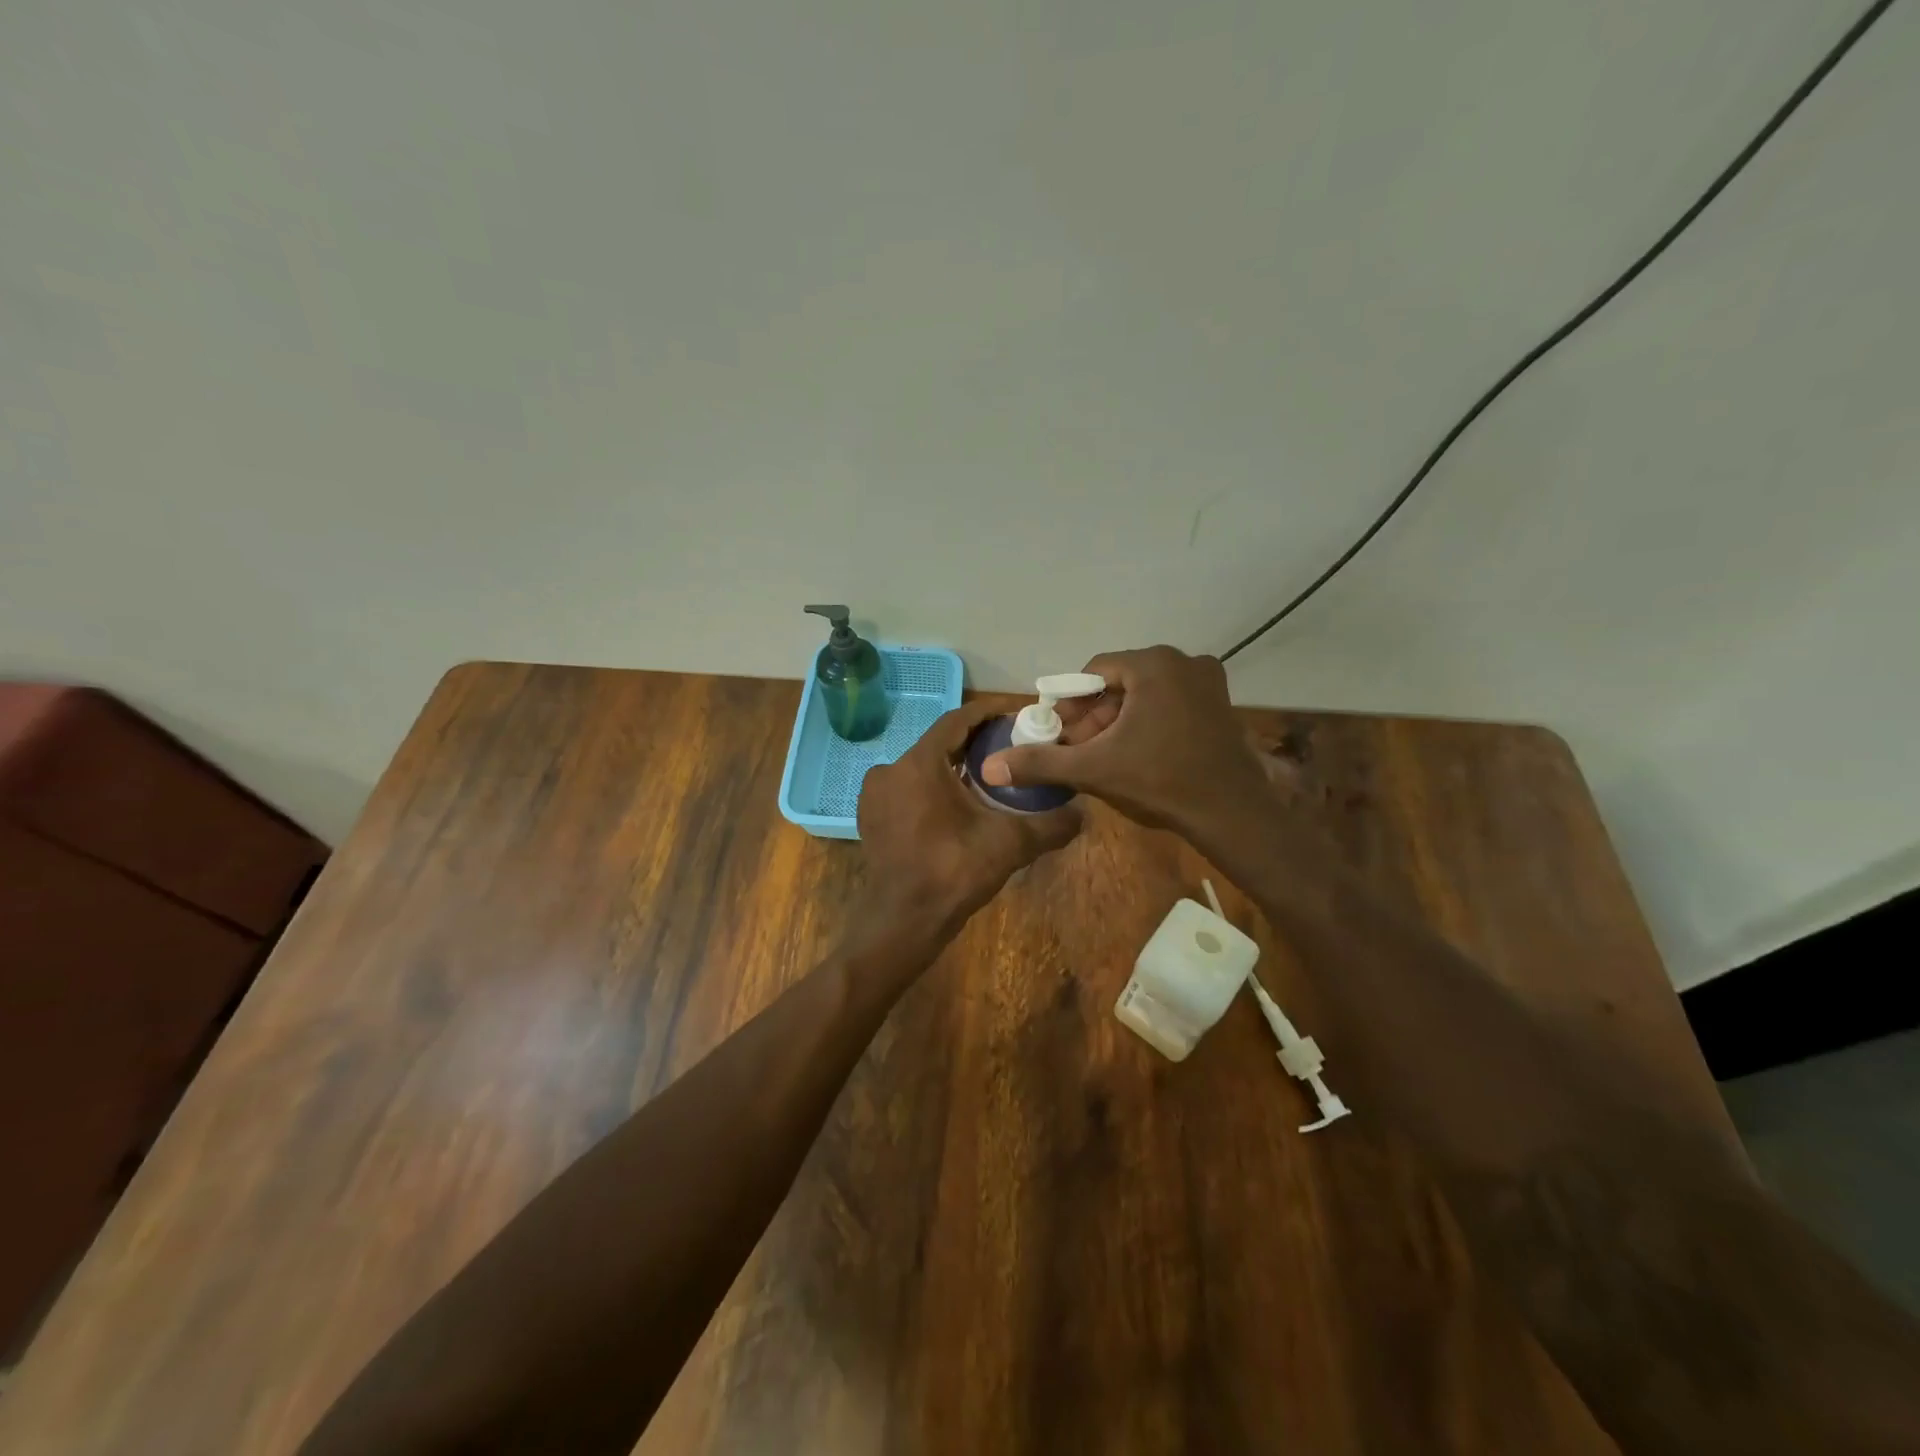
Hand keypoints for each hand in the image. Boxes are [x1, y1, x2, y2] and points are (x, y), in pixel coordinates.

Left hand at [858, 702, 1082, 936]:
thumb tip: (1083, 814)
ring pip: (923, 768)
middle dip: (975, 744)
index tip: (1017, 716)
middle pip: (940, 744)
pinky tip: (958, 808)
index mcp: (920, 764)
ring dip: (953, 768)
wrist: (902, 923)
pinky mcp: (872, 818)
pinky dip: (933, 789)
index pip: (957, 721)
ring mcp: (876, 795)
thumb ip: (1049, 825)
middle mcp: (891, 770)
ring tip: (989, 779)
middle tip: (1010, 750)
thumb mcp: (1009, 844)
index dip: (988, 714)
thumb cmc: (953, 873)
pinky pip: (908, 790)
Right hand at [980, 645, 1270, 836]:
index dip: (1072, 706)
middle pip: (1119, 683)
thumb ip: (1042, 762)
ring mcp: (1207, 680)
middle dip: (1095, 717)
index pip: (1093, 673)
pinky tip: (1140, 755)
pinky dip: (1148, 722)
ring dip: (1119, 722)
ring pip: (1143, 694)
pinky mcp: (1220, 702)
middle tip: (1083, 751)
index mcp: (1153, 664)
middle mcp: (1183, 661)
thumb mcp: (1094, 769)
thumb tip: (990, 766)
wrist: (1232, 814)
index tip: (1063, 737)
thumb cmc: (1161, 782)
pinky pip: (1168, 702)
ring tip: (1107, 757)